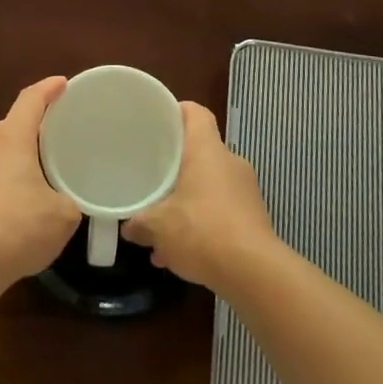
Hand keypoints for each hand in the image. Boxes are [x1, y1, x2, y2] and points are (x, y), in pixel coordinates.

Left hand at [0, 76, 82, 285]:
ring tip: (42, 166)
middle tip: (59, 133)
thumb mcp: (64, 214)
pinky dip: (7, 176)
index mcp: (11, 138)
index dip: (49, 89)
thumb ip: (70, 199)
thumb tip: (66, 203)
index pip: (30, 100)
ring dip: (19, 153)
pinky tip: (22, 197)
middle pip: (12, 124)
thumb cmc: (20, 226)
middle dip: (34, 125)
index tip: (63, 84)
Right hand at [122, 102, 279, 289]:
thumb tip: (128, 226)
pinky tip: (179, 250)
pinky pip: (219, 209)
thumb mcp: (158, 227)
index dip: (176, 111)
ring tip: (161, 224)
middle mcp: (229, 162)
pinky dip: (201, 222)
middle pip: (200, 150)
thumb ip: (139, 222)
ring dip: (186, 199)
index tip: (155, 122)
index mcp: (207, 151)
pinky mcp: (252, 217)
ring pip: (208, 184)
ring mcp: (245, 190)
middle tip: (150, 175)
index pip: (195, 113)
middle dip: (175, 165)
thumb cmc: (202, 231)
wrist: (253, 272)